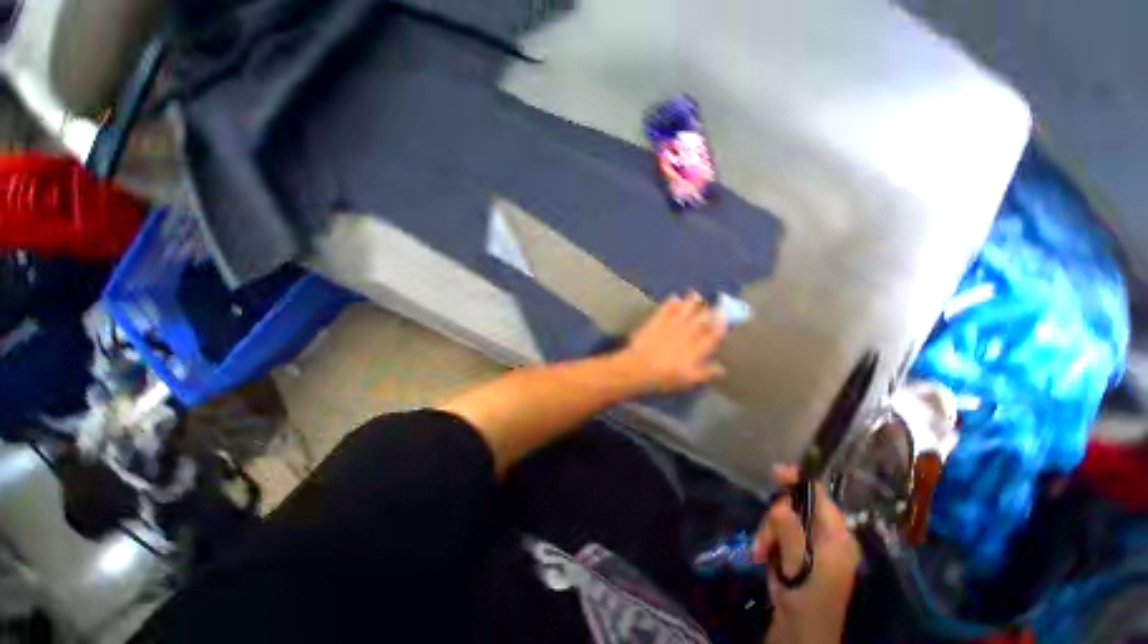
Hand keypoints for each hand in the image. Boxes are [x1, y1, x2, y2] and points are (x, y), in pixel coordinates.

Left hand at [614, 292, 726, 394]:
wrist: (641, 367)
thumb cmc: (667, 377)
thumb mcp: (690, 380)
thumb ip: (707, 372)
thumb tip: (721, 368)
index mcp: (698, 348)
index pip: (714, 333)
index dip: (721, 324)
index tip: (725, 316)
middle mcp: (688, 333)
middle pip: (702, 318)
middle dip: (709, 310)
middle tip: (713, 302)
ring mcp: (672, 324)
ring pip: (685, 309)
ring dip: (691, 301)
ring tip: (695, 294)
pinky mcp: (657, 320)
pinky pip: (666, 308)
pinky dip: (671, 301)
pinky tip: (674, 297)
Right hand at [754, 466, 861, 643]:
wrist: (800, 629)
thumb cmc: (806, 597)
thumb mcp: (799, 563)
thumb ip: (791, 531)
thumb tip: (781, 504)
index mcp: (837, 536)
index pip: (820, 497)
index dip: (798, 481)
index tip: (775, 472)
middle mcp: (827, 535)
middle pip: (796, 506)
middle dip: (775, 518)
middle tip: (764, 537)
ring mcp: (811, 543)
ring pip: (782, 518)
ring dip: (768, 532)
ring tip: (760, 552)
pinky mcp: (797, 550)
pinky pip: (778, 532)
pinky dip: (768, 540)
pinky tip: (762, 555)